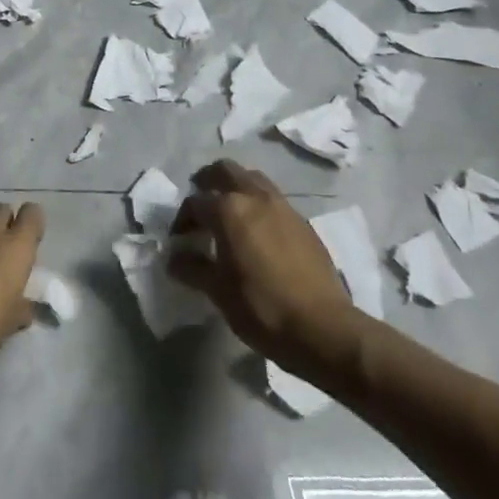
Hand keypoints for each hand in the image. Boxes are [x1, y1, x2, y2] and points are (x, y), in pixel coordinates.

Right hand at [168, 160, 367, 377]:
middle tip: (201, 204)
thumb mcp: (218, 291)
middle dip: (208, 181)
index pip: (196, 202)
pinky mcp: (303, 222)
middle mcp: (255, 197)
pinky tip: (258, 233)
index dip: (183, 219)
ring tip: (230, 214)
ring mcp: (283, 206)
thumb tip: (175, 258)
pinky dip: (259, 205)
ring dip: (236, 188)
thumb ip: (192, 268)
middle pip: (225, 170)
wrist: (323, 328)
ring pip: (253, 179)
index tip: (180, 240)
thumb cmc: (262, 308)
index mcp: (229, 209)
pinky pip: (274, 200)